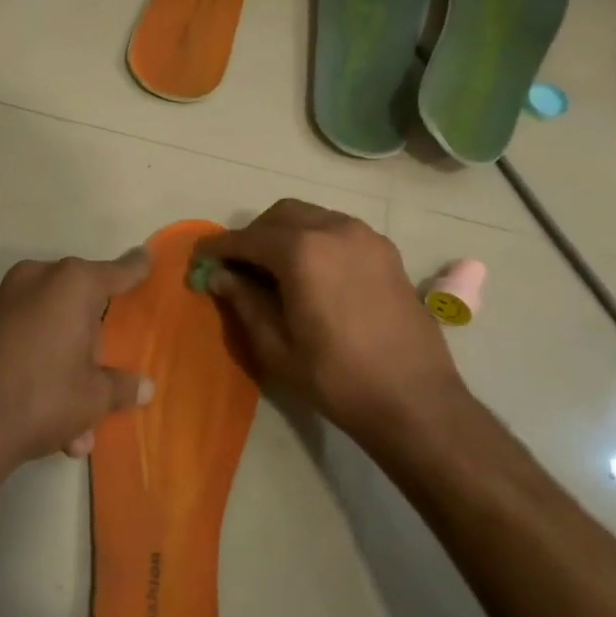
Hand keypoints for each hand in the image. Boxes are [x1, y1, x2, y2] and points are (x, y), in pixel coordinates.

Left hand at [0, 249, 153, 472]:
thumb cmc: (44, 396)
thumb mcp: (94, 397)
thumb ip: (123, 386)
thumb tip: (146, 388)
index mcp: (73, 283)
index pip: (116, 272)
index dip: (135, 269)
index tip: (146, 257)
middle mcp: (37, 278)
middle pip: (80, 301)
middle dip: (94, 341)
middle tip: (105, 374)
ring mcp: (5, 298)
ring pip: (51, 327)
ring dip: (66, 369)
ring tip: (77, 427)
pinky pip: (26, 339)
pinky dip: (40, 368)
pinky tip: (49, 422)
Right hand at [195, 199, 465, 440]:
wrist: (415, 400)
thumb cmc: (336, 378)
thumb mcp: (276, 346)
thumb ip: (244, 302)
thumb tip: (219, 275)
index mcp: (303, 252)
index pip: (248, 238)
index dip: (219, 248)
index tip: (200, 259)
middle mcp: (334, 230)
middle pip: (280, 215)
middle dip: (254, 235)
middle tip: (238, 267)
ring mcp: (365, 237)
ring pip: (312, 217)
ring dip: (285, 234)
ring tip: (274, 270)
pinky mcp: (386, 251)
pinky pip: (338, 230)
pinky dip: (315, 239)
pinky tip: (312, 274)